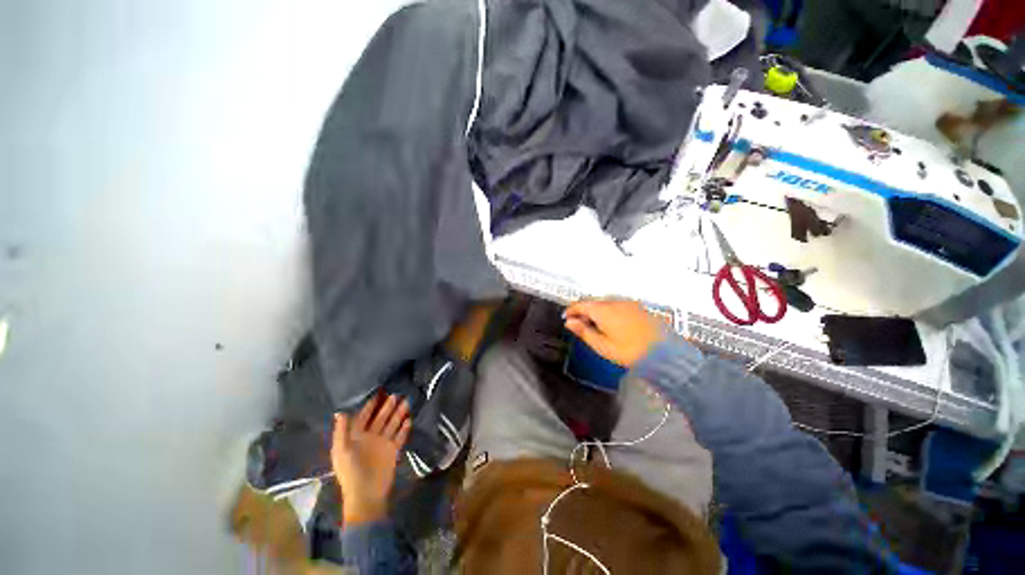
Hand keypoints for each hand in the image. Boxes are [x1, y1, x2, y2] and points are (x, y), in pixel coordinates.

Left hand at [331, 394, 411, 524]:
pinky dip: (404, 429)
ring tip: (407, 402)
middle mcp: (370, 438)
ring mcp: (382, 444)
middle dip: (387, 407)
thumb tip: (339, 411)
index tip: (378, 392)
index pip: (363, 417)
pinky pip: (400, 437)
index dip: (369, 405)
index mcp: (356, 437)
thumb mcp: (342, 451)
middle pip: (380, 419)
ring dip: (398, 414)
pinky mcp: (393, 451)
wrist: (366, 495)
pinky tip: (410, 419)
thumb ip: (342, 431)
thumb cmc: (351, 472)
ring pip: (392, 425)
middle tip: (397, 393)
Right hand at [564, 300, 666, 367]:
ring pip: (605, 303)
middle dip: (583, 311)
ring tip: (594, 326)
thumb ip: (584, 332)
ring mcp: (628, 303)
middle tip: (579, 325)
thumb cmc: (630, 351)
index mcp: (603, 310)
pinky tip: (611, 324)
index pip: (581, 304)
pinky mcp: (638, 307)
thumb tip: (569, 322)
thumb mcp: (603, 346)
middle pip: (593, 302)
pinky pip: (617, 305)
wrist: (665, 353)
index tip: (566, 318)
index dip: (571, 310)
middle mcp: (614, 302)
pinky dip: (608, 312)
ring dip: (596, 311)